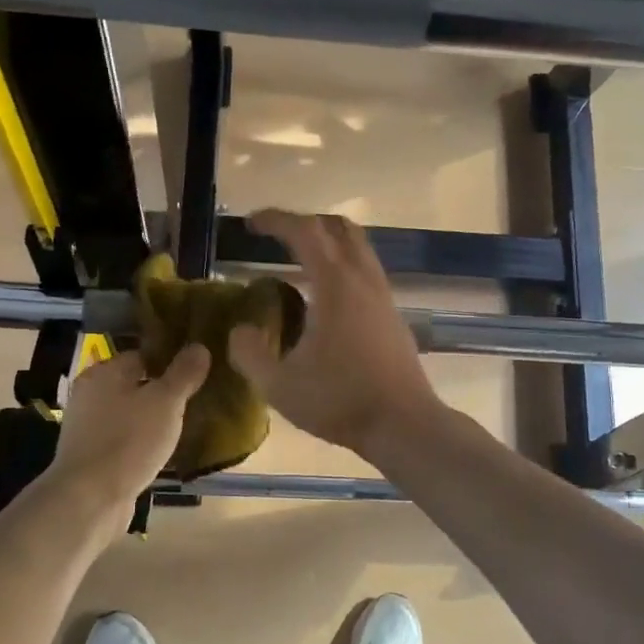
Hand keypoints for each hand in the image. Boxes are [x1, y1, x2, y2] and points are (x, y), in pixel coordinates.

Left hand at [45, 345, 210, 506]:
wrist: (90, 499)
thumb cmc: (129, 440)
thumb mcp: (166, 402)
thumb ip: (184, 373)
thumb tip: (199, 346)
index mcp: (103, 373)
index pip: (142, 355)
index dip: (170, 361)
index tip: (197, 372)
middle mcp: (90, 395)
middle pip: (136, 384)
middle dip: (164, 392)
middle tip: (196, 399)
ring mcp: (88, 427)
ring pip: (131, 414)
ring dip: (153, 419)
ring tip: (185, 425)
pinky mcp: (92, 456)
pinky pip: (125, 439)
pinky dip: (142, 442)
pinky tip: (163, 451)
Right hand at [228, 210, 440, 457]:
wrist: (403, 423)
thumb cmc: (340, 400)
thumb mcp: (279, 385)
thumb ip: (249, 354)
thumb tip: (240, 331)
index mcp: (335, 284)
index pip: (305, 231)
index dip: (275, 219)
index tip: (250, 223)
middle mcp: (363, 279)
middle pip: (338, 228)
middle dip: (304, 223)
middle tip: (276, 235)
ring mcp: (384, 296)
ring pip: (358, 248)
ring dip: (328, 243)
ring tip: (298, 262)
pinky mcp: (393, 315)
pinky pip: (366, 272)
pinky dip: (342, 267)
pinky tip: (324, 299)